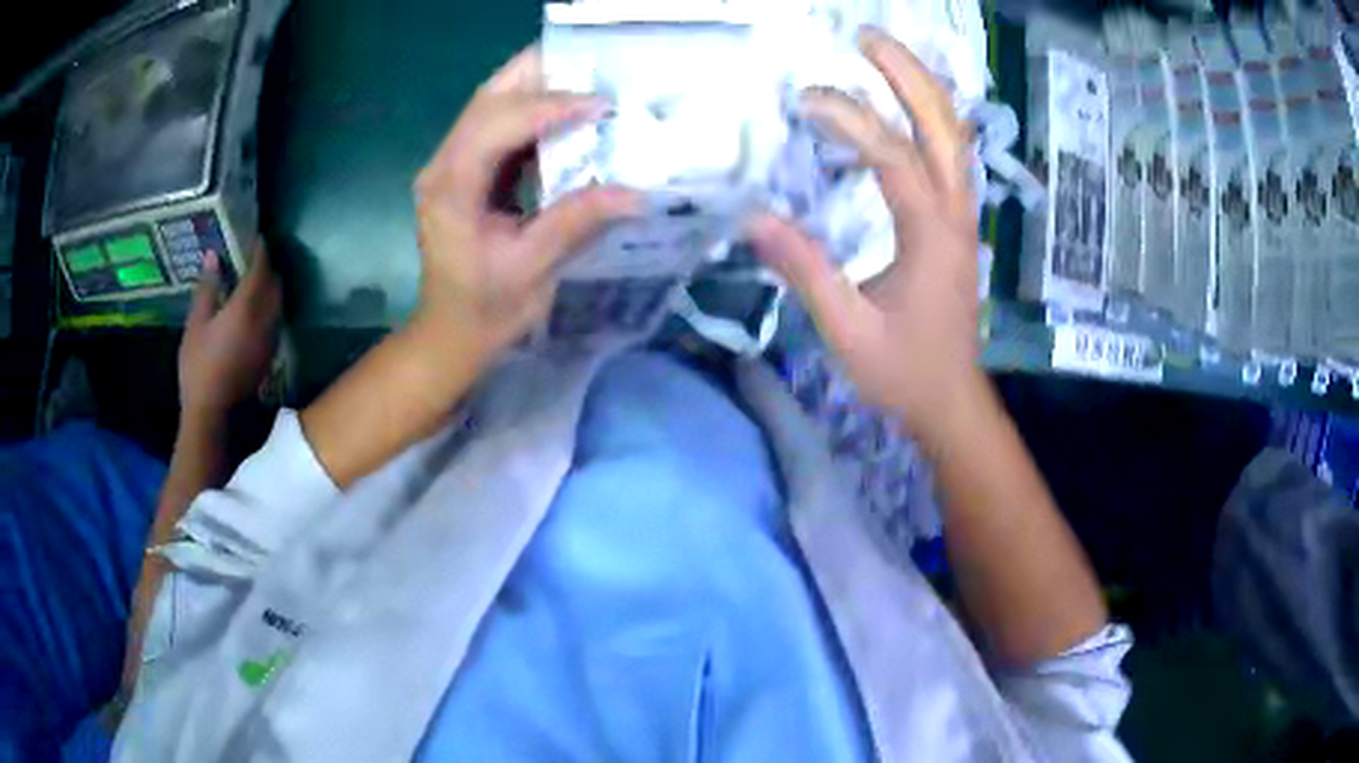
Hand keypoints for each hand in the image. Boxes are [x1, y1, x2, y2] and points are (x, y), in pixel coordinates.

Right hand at [178, 244, 281, 422]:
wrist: (212, 413)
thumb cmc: (199, 366)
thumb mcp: (196, 324)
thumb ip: (207, 288)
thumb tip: (213, 256)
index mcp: (246, 307)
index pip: (260, 268)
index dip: (260, 250)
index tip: (255, 237)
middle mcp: (265, 320)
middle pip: (275, 284)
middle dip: (267, 267)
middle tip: (252, 258)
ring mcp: (271, 339)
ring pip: (278, 303)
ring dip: (270, 288)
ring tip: (253, 281)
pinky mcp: (270, 355)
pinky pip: (276, 321)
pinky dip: (269, 307)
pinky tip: (254, 309)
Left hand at [412, 46, 639, 363]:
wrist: (450, 333)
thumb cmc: (485, 309)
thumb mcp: (533, 270)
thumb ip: (576, 223)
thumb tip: (637, 193)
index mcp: (452, 189)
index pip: (498, 125)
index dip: (550, 107)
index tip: (602, 105)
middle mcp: (443, 165)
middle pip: (488, 98)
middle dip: (540, 75)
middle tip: (595, 66)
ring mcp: (449, 164)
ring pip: (490, 103)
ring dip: (537, 86)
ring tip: (587, 79)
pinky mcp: (462, 169)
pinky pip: (496, 123)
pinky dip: (532, 110)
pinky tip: (566, 111)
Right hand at [750, 27, 980, 443]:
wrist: (951, 399)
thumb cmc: (903, 372)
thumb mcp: (847, 331)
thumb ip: (805, 271)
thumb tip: (752, 218)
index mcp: (932, 237)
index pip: (894, 157)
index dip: (852, 119)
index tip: (805, 99)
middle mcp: (955, 214)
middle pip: (944, 124)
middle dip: (907, 73)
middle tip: (864, 37)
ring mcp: (961, 215)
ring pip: (954, 134)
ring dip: (921, 87)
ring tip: (880, 53)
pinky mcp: (955, 222)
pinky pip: (948, 153)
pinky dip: (926, 116)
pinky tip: (900, 103)